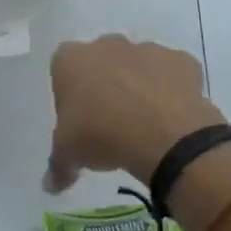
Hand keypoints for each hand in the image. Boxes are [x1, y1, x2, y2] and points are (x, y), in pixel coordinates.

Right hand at [46, 36, 226, 191]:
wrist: (165, 135)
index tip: (78, 120)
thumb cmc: (102, 135)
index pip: (62, 69)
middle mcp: (107, 45)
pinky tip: (171, 117)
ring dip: (138, 84)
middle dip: (104, 84)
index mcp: (70, 60)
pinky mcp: (181, 60)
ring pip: (137, 64)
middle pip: (100, 61)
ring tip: (144, 123)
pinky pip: (172, 73)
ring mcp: (147, 48)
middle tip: (109, 121)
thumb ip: (58, 165)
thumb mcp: (69, 155)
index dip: (69, 94)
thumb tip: (49, 185)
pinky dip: (171, 89)